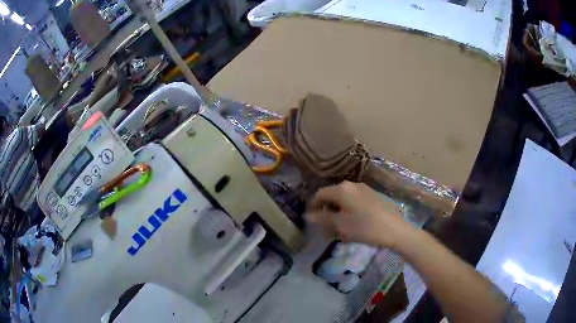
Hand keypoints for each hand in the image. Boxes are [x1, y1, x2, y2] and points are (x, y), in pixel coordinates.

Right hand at [307, 181, 412, 248]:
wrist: (396, 229)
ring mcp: (365, 189)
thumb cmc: (365, 227)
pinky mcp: (374, 196)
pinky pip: (355, 201)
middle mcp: (352, 185)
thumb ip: (323, 218)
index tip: (312, 221)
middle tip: (326, 228)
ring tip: (340, 229)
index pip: (320, 194)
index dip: (313, 206)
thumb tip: (308, 215)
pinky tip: (354, 224)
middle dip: (327, 211)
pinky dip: (349, 211)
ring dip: (338, 212)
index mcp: (342, 189)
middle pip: (333, 196)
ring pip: (345, 199)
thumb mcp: (341, 225)